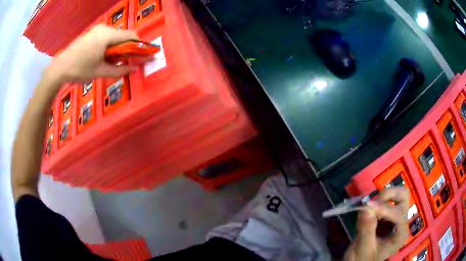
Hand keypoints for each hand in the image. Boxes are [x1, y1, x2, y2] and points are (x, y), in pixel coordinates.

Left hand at [45, 25, 137, 84]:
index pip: (131, 35)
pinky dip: (109, 45)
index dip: (138, 45)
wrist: (60, 68)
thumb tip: (136, 70)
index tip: (140, 56)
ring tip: (108, 61)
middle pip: (123, 35)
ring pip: (115, 36)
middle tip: (121, 63)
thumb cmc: (80, 70)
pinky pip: (106, 36)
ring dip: (116, 47)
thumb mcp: (100, 72)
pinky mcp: (92, 32)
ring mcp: (97, 29)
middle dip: (126, 48)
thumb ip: (119, 70)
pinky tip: (101, 55)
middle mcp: (105, 28)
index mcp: (108, 36)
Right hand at [343, 187, 409, 260]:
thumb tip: (366, 208)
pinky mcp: (387, 216)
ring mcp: (395, 218)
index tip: (367, 206)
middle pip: (403, 198)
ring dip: (383, 197)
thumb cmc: (361, 260)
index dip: (384, 208)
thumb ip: (366, 230)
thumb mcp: (363, 249)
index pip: (398, 215)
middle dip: (389, 195)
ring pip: (397, 195)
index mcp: (400, 234)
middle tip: (373, 202)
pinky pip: (386, 200)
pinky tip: (368, 211)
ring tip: (369, 207)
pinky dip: (377, 201)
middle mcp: (401, 223)